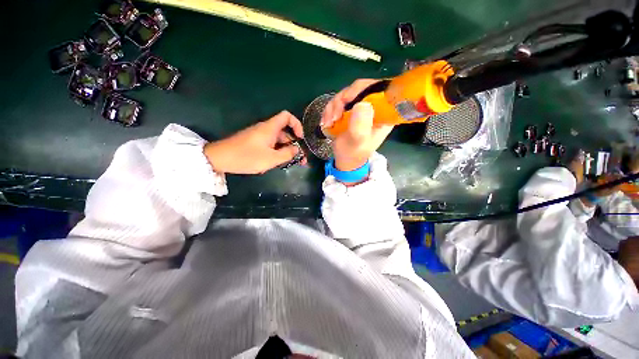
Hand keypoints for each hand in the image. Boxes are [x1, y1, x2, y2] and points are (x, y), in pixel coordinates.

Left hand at [203, 111, 304, 173]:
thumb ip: (287, 154)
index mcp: (270, 128)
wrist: (219, 158)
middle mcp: (266, 129)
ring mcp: (259, 136)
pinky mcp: (254, 143)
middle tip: (300, 160)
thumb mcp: (271, 158)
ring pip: (278, 141)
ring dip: (286, 151)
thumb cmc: (246, 157)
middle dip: (294, 145)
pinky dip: (276, 152)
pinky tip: (276, 163)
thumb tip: (296, 149)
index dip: (297, 124)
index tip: (300, 138)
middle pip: (285, 132)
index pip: (287, 116)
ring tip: (290, 164)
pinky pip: (270, 145)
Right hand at [321, 79, 393, 171]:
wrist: (345, 160)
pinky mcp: (350, 110)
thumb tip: (362, 104)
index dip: (363, 88)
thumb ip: (360, 125)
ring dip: (333, 107)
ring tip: (328, 122)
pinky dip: (330, 110)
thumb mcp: (358, 142)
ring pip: (347, 94)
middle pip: (360, 89)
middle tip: (334, 116)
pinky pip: (339, 101)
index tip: (347, 99)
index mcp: (384, 114)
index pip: (380, 90)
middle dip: (343, 100)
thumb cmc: (354, 153)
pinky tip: (326, 122)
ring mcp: (361, 108)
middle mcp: (374, 108)